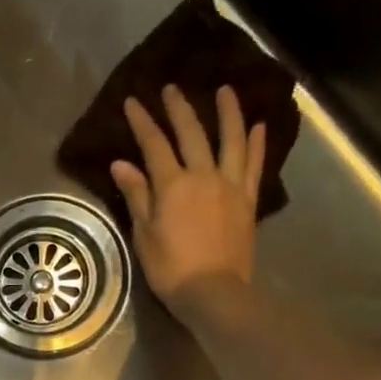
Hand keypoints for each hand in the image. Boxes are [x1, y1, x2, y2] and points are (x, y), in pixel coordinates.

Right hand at [111, 84, 267, 311]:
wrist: (213, 291)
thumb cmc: (170, 268)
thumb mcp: (144, 234)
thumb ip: (137, 195)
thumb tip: (122, 164)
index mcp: (173, 185)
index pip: (154, 145)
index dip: (143, 122)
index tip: (133, 101)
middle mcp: (203, 175)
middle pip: (192, 133)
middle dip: (179, 108)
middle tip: (171, 87)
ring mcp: (230, 185)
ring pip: (231, 139)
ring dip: (228, 112)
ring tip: (225, 90)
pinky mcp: (247, 199)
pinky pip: (253, 164)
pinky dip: (256, 142)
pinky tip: (258, 126)